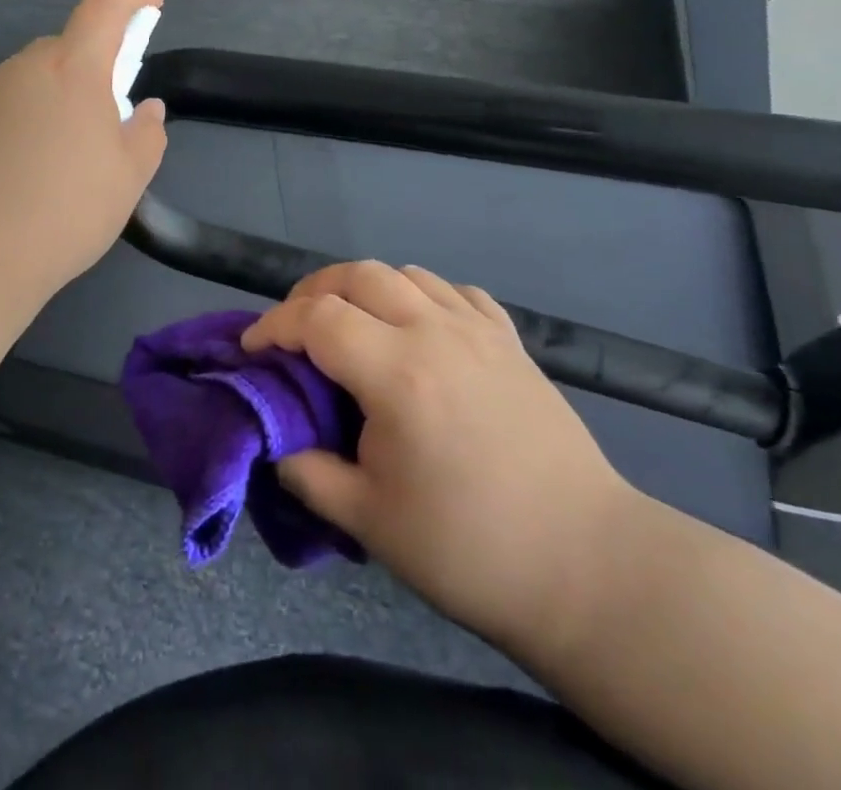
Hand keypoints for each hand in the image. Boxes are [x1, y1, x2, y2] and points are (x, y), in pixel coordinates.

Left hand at [0, 0, 168, 301]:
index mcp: (73, 69)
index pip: (106, 4)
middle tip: (103, 126)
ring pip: (32, 83)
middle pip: (66, 50)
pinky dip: (19, 128)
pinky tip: (18, 181)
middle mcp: (23, 68)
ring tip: (57, 168)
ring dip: (54, 105)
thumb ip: (146, 136)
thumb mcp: (127, 180)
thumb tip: (146, 111)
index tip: (150, 5)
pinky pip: (1, 109)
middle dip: (92, 73)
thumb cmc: (61, 210)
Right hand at [241, 262, 639, 656]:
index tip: (253, 349)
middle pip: (358, 275)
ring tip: (352, 324)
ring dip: (365, 287)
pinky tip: (418, 327)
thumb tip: (277, 446)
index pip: (316, 318)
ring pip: (406, 273)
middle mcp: (435, 331)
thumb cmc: (470, 549)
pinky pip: (455, 291)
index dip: (274, 325)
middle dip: (313, 292)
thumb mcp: (369, 522)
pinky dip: (421, 295)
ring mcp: (479, 330)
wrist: (587, 567)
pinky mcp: (512, 341)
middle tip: (296, 330)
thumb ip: (308, 474)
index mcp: (397, 372)